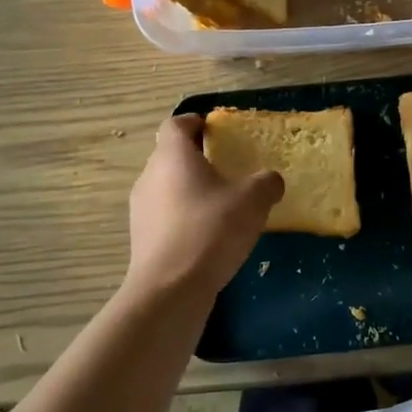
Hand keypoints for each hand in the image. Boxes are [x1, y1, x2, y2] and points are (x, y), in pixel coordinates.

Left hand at [126, 115, 283, 297]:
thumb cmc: (210, 231)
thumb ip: (265, 183)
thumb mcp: (252, 201)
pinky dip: (183, 217)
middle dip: (197, 159)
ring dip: (190, 190)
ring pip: (166, 187)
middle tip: (227, 169)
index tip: (216, 131)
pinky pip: (164, 215)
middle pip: (170, 155)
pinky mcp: (141, 238)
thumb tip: (270, 180)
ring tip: (220, 206)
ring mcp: (140, 208)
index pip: (176, 124)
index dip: (195, 122)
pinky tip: (207, 236)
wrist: (170, 289)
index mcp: (172, 156)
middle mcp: (149, 175)